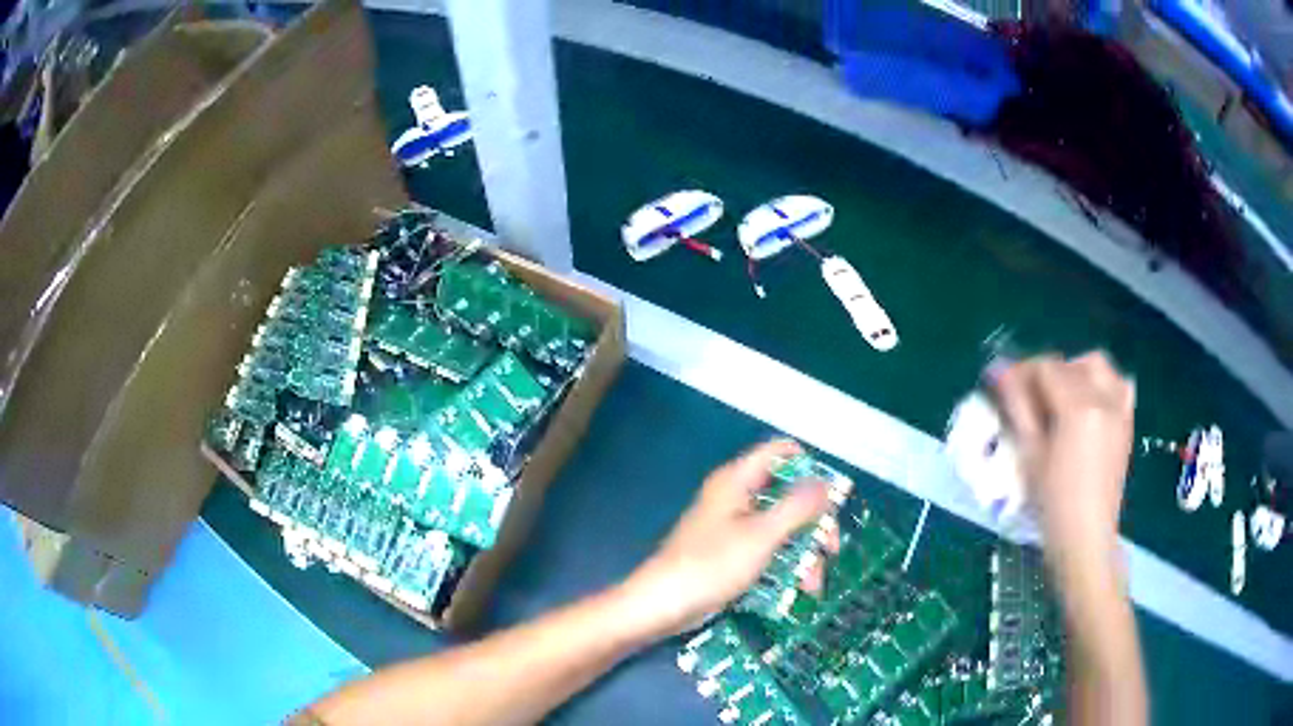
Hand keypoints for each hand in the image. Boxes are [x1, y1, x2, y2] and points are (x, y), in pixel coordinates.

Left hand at [618, 439, 832, 637]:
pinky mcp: (730, 554)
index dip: (809, 466)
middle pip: (786, 495)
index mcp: (737, 480)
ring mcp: (732, 527)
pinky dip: (783, 566)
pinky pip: (766, 551)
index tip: (834, 494)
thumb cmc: (712, 565)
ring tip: (812, 586)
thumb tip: (826, 483)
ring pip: (780, 528)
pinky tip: (797, 592)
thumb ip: (797, 507)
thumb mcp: (762, 535)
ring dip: (801, 554)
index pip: (779, 452)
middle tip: (832, 549)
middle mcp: (735, 497)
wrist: (662, 605)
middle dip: (813, 524)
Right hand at [993, 351, 1134, 548]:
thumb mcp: (1030, 454)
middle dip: (1046, 372)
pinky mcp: (1126, 421)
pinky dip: (1102, 383)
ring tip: (1059, 396)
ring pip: (1097, 366)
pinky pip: (1118, 383)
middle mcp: (1103, 398)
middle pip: (1070, 364)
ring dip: (1075, 371)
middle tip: (1027, 395)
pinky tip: (1089, 402)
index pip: (1046, 368)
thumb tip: (999, 371)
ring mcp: (1119, 408)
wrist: (1086, 536)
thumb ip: (1018, 406)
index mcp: (1078, 407)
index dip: (1021, 371)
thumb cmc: (1053, 503)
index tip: (1002, 382)